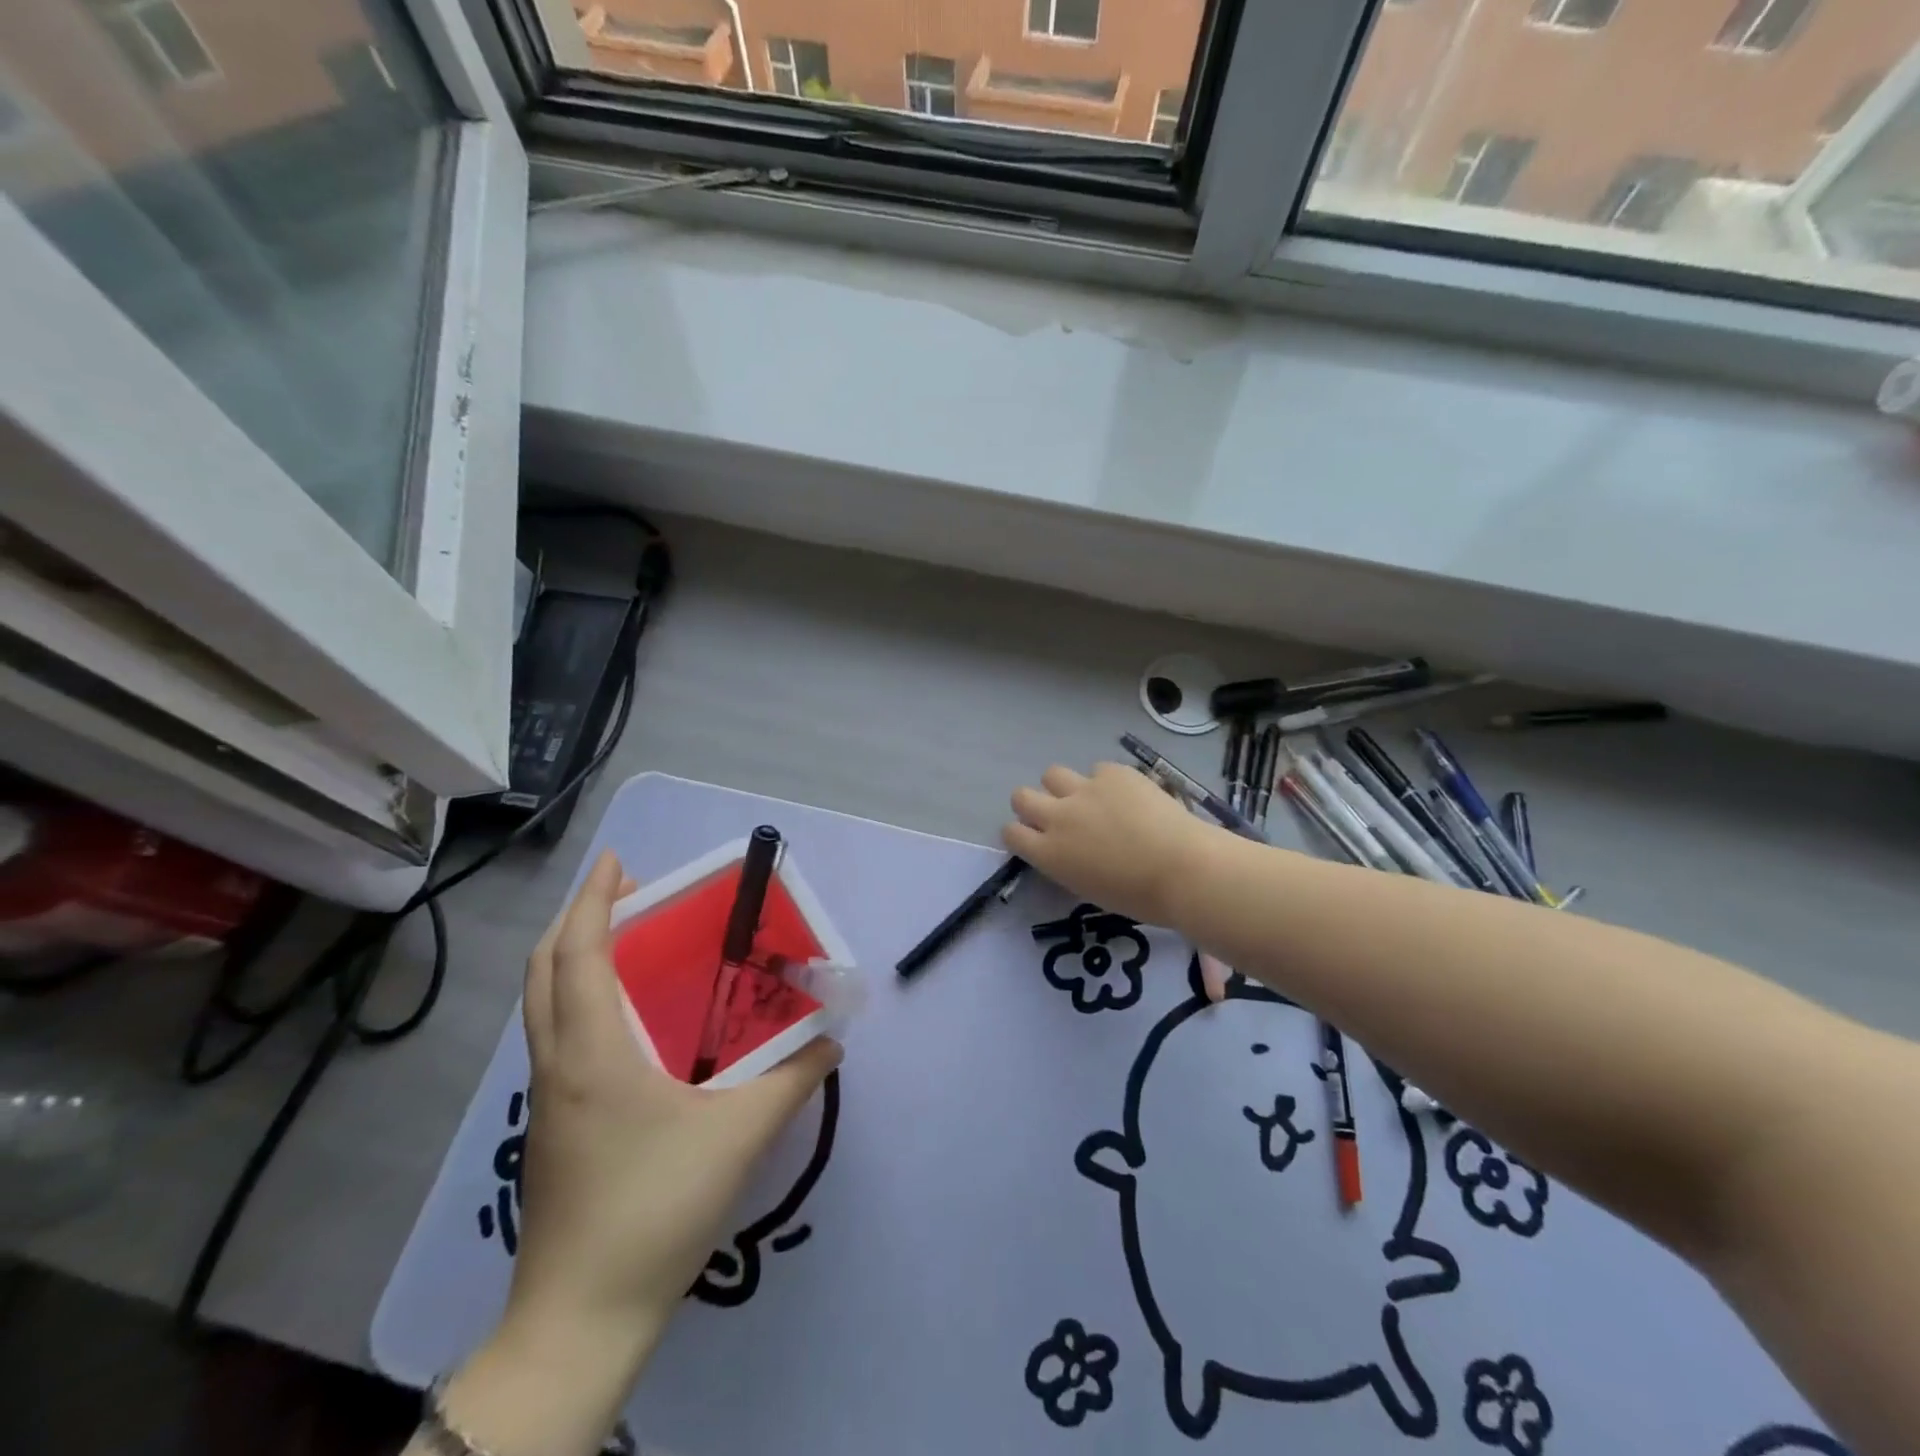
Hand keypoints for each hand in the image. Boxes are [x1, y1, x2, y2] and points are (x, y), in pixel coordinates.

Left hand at [510, 850, 840, 1359]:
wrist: (582, 1319)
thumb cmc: (657, 1209)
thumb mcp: (740, 1137)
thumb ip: (792, 1080)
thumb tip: (831, 1041)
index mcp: (593, 1053)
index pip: (579, 955)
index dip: (593, 900)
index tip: (618, 861)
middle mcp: (559, 1064)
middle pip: (544, 970)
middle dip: (579, 918)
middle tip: (629, 895)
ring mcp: (548, 1098)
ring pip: (544, 1004)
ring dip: (576, 958)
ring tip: (629, 943)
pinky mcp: (552, 1125)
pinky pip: (557, 1036)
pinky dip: (580, 998)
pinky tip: (629, 1020)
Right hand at [1004, 762, 1219, 926]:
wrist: (1184, 870)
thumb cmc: (1140, 897)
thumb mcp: (1089, 888)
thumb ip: (1068, 863)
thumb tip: (1069, 850)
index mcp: (1049, 854)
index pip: (1011, 832)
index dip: (1021, 833)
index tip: (1036, 838)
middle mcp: (1058, 817)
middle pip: (1021, 796)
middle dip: (1033, 804)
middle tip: (1057, 815)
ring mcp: (1085, 790)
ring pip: (1052, 774)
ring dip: (1064, 787)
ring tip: (1090, 799)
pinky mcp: (1113, 773)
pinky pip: (1098, 769)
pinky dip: (1107, 782)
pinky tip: (1129, 796)